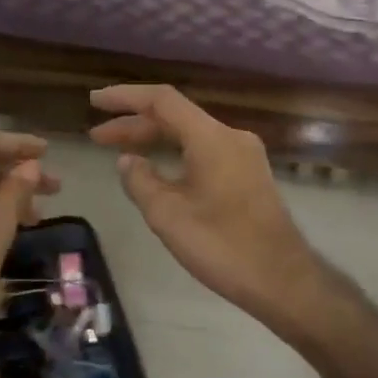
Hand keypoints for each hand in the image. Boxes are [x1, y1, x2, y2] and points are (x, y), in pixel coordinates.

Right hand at [88, 84, 318, 320]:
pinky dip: (176, 154)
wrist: (282, 279)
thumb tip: (128, 161)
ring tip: (118, 152)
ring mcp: (244, 156)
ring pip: (190, 136)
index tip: (94, 101)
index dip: (125, 98)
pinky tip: (157, 170)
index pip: (162, 101)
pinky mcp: (249, 176)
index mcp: (211, 138)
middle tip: (96, 136)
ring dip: (154, 140)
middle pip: (175, 117)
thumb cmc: (222, 246)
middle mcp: (230, 137)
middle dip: (134, 124)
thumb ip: (141, 181)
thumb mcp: (168, 215)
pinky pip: (205, 152)